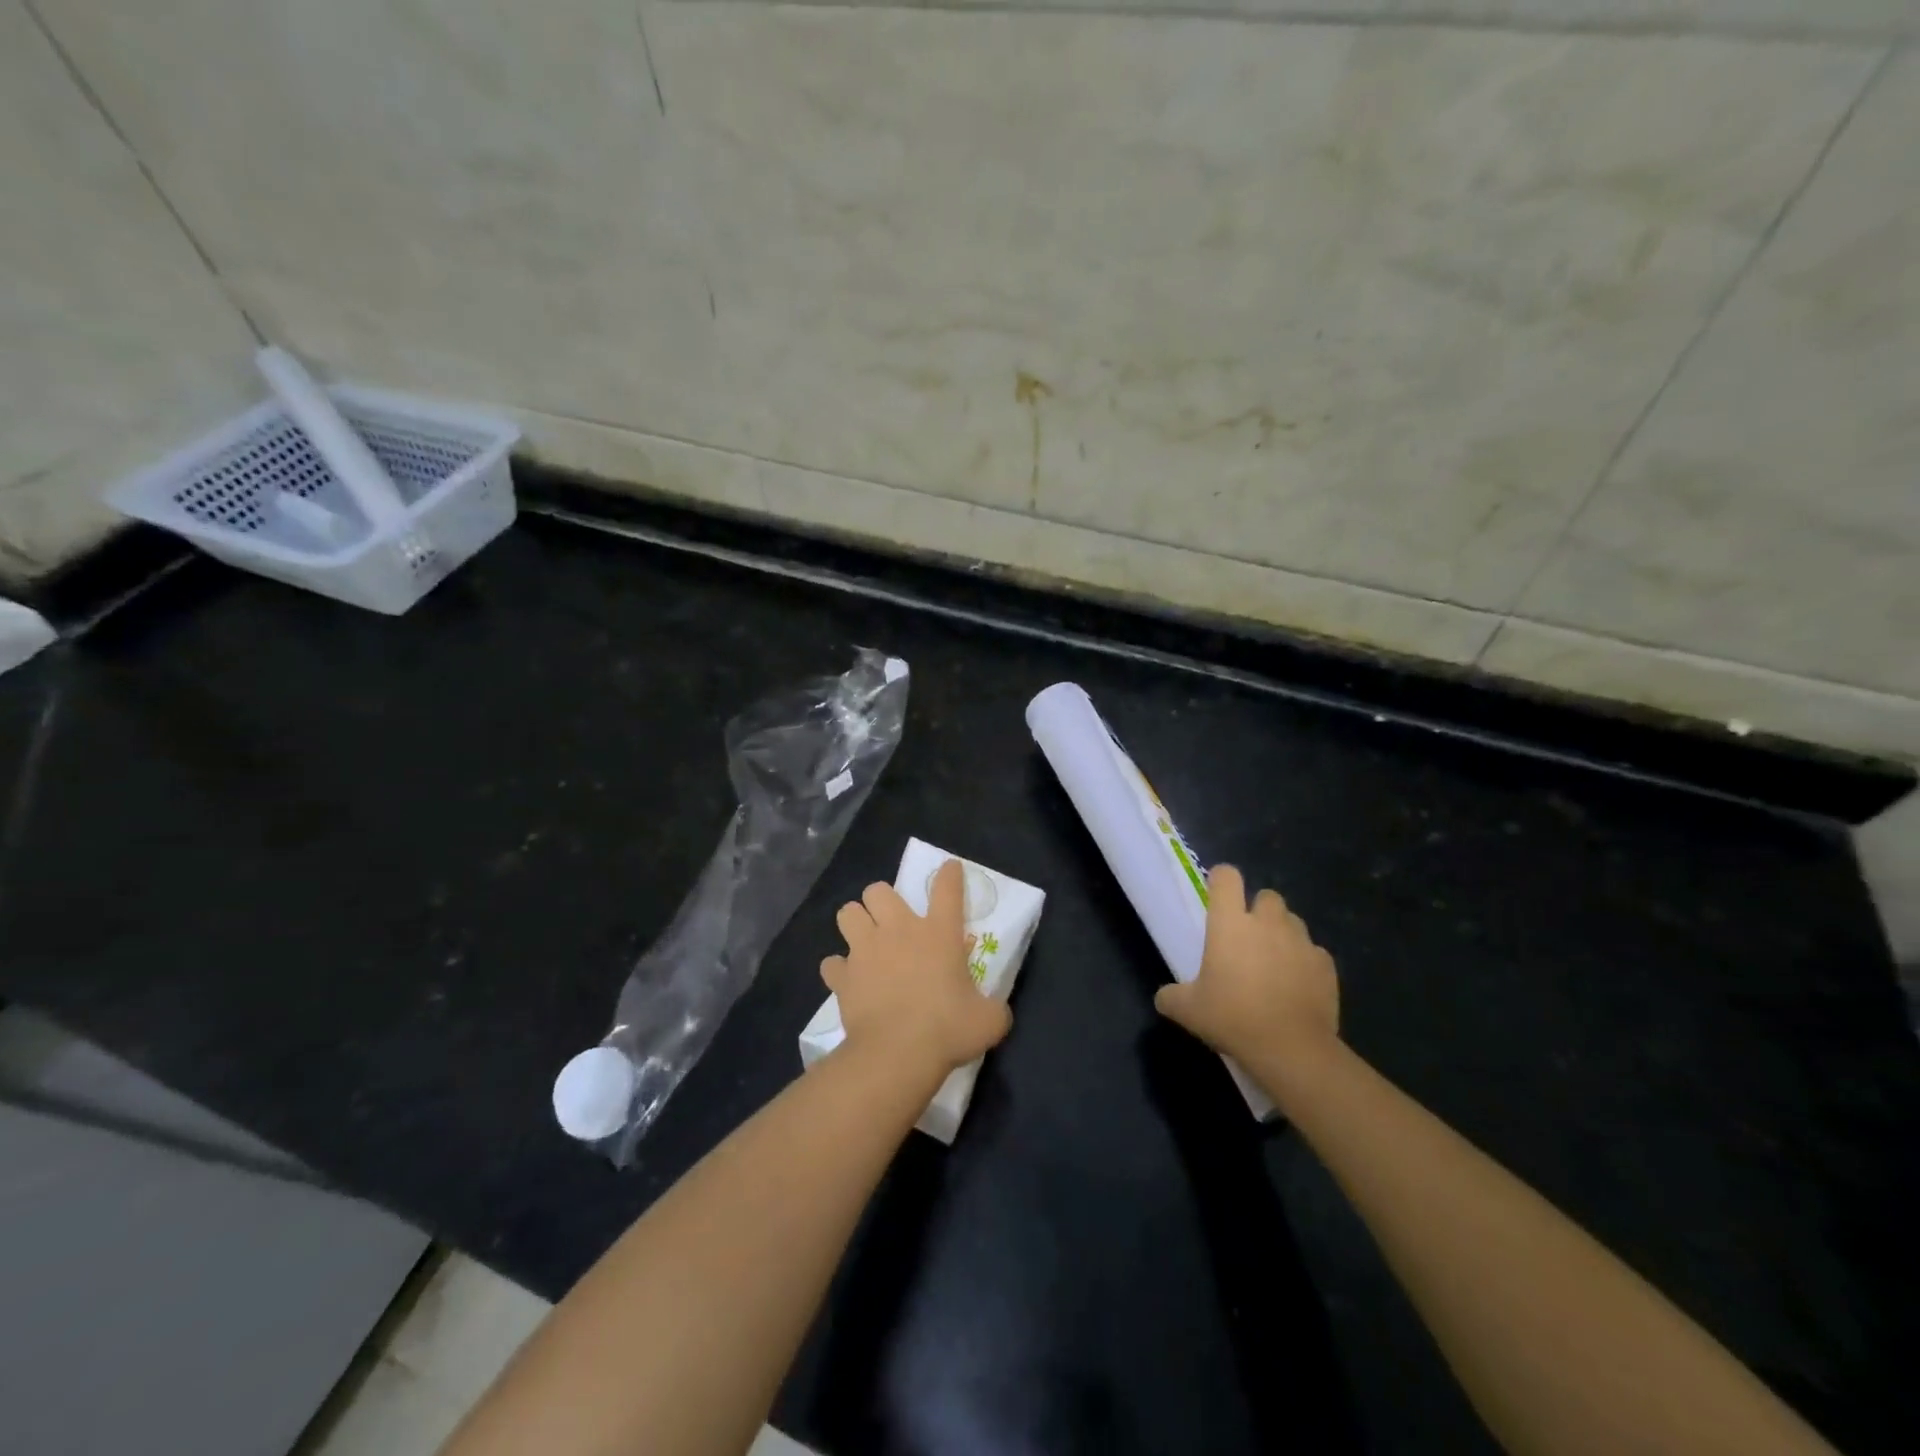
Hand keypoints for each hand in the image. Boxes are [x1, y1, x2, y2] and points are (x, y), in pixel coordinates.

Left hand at [822, 859, 1011, 1072]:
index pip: (946, 888)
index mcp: (939, 933)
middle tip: (891, 923)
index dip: (949, 874)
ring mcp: (865, 950)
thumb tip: (997, 1010)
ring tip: (865, 942)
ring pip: (847, 913)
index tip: (950, 868)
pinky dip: (839, 970)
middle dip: (882, 900)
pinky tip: (848, 981)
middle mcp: (899, 930)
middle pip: (878, 890)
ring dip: (855, 923)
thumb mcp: (989, 1020)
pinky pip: (832, 963)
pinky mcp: (842, 976)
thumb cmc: (948, 1030)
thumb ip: (994, 1007)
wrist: (897, 1054)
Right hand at [1155, 864, 1338, 1066]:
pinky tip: (1296, 986)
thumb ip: (1171, 996)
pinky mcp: (1325, 965)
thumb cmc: (1232, 1018)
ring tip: (1274, 962)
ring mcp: (1301, 941)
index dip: (1221, 880)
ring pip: (1292, 921)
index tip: (1217, 897)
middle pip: (1266, 895)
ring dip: (1282, 933)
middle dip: (1258, 910)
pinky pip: (1313, 953)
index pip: (1226, 877)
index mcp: (1230, 923)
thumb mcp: (1188, 1011)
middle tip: (1247, 938)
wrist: (1291, 1049)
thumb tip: (1165, 997)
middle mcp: (1267, 922)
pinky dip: (1304, 962)